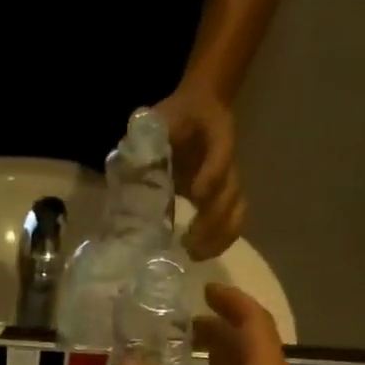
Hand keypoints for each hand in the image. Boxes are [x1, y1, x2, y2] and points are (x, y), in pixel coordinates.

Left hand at [155, 85, 244, 259]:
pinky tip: (201, 254)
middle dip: (212, 219)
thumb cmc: (175, 118)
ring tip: (195, 254)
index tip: (196, 195)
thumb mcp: (158, 119)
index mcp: (215, 133)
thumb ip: (145, 138)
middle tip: (188, 241)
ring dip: (219, 237)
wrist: (200, 109)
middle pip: (230, 192)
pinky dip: (221, 242)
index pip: (222, 153)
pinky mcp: (225, 198)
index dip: (213, 174)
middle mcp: (227, 161)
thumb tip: (128, 164)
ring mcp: (228, 182)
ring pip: (236, 211)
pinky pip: (233, 222)